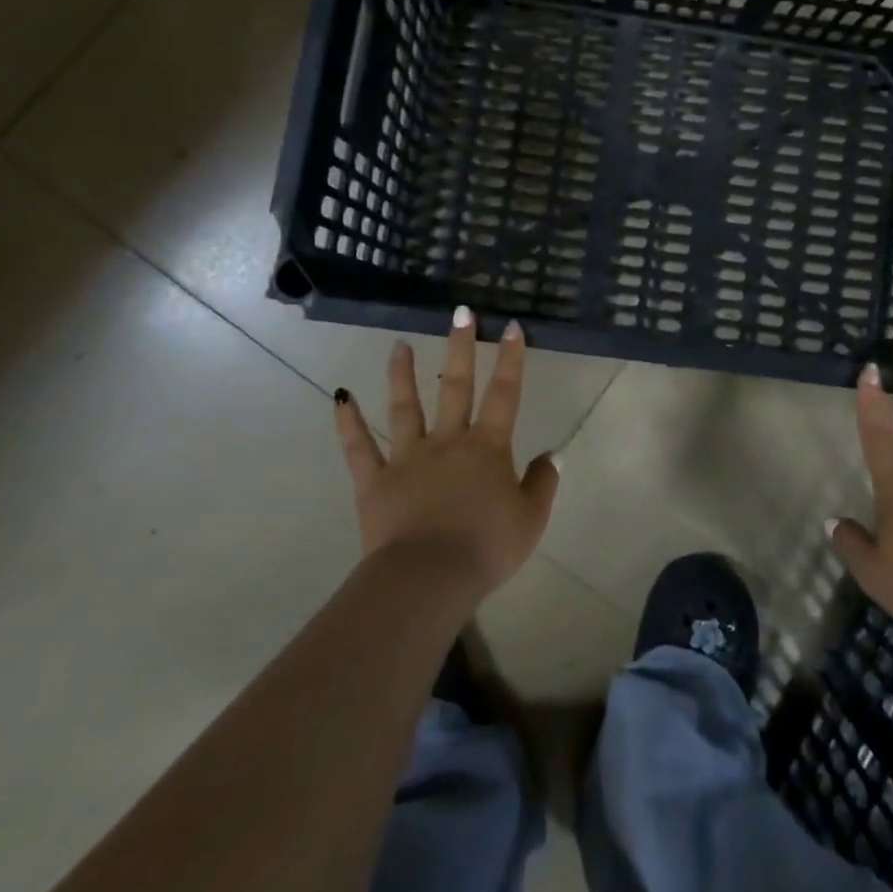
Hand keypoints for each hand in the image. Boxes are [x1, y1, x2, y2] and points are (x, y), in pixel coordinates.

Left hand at [332, 308, 559, 605]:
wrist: (429, 578)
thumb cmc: (486, 547)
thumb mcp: (530, 519)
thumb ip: (542, 483)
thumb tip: (552, 455)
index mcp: (487, 447)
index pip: (504, 393)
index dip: (511, 358)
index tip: (510, 326)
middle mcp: (447, 441)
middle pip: (456, 387)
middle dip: (460, 347)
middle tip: (460, 313)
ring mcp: (408, 457)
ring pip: (405, 407)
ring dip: (403, 374)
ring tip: (400, 345)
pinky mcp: (375, 480)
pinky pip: (360, 447)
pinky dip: (348, 423)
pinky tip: (340, 398)